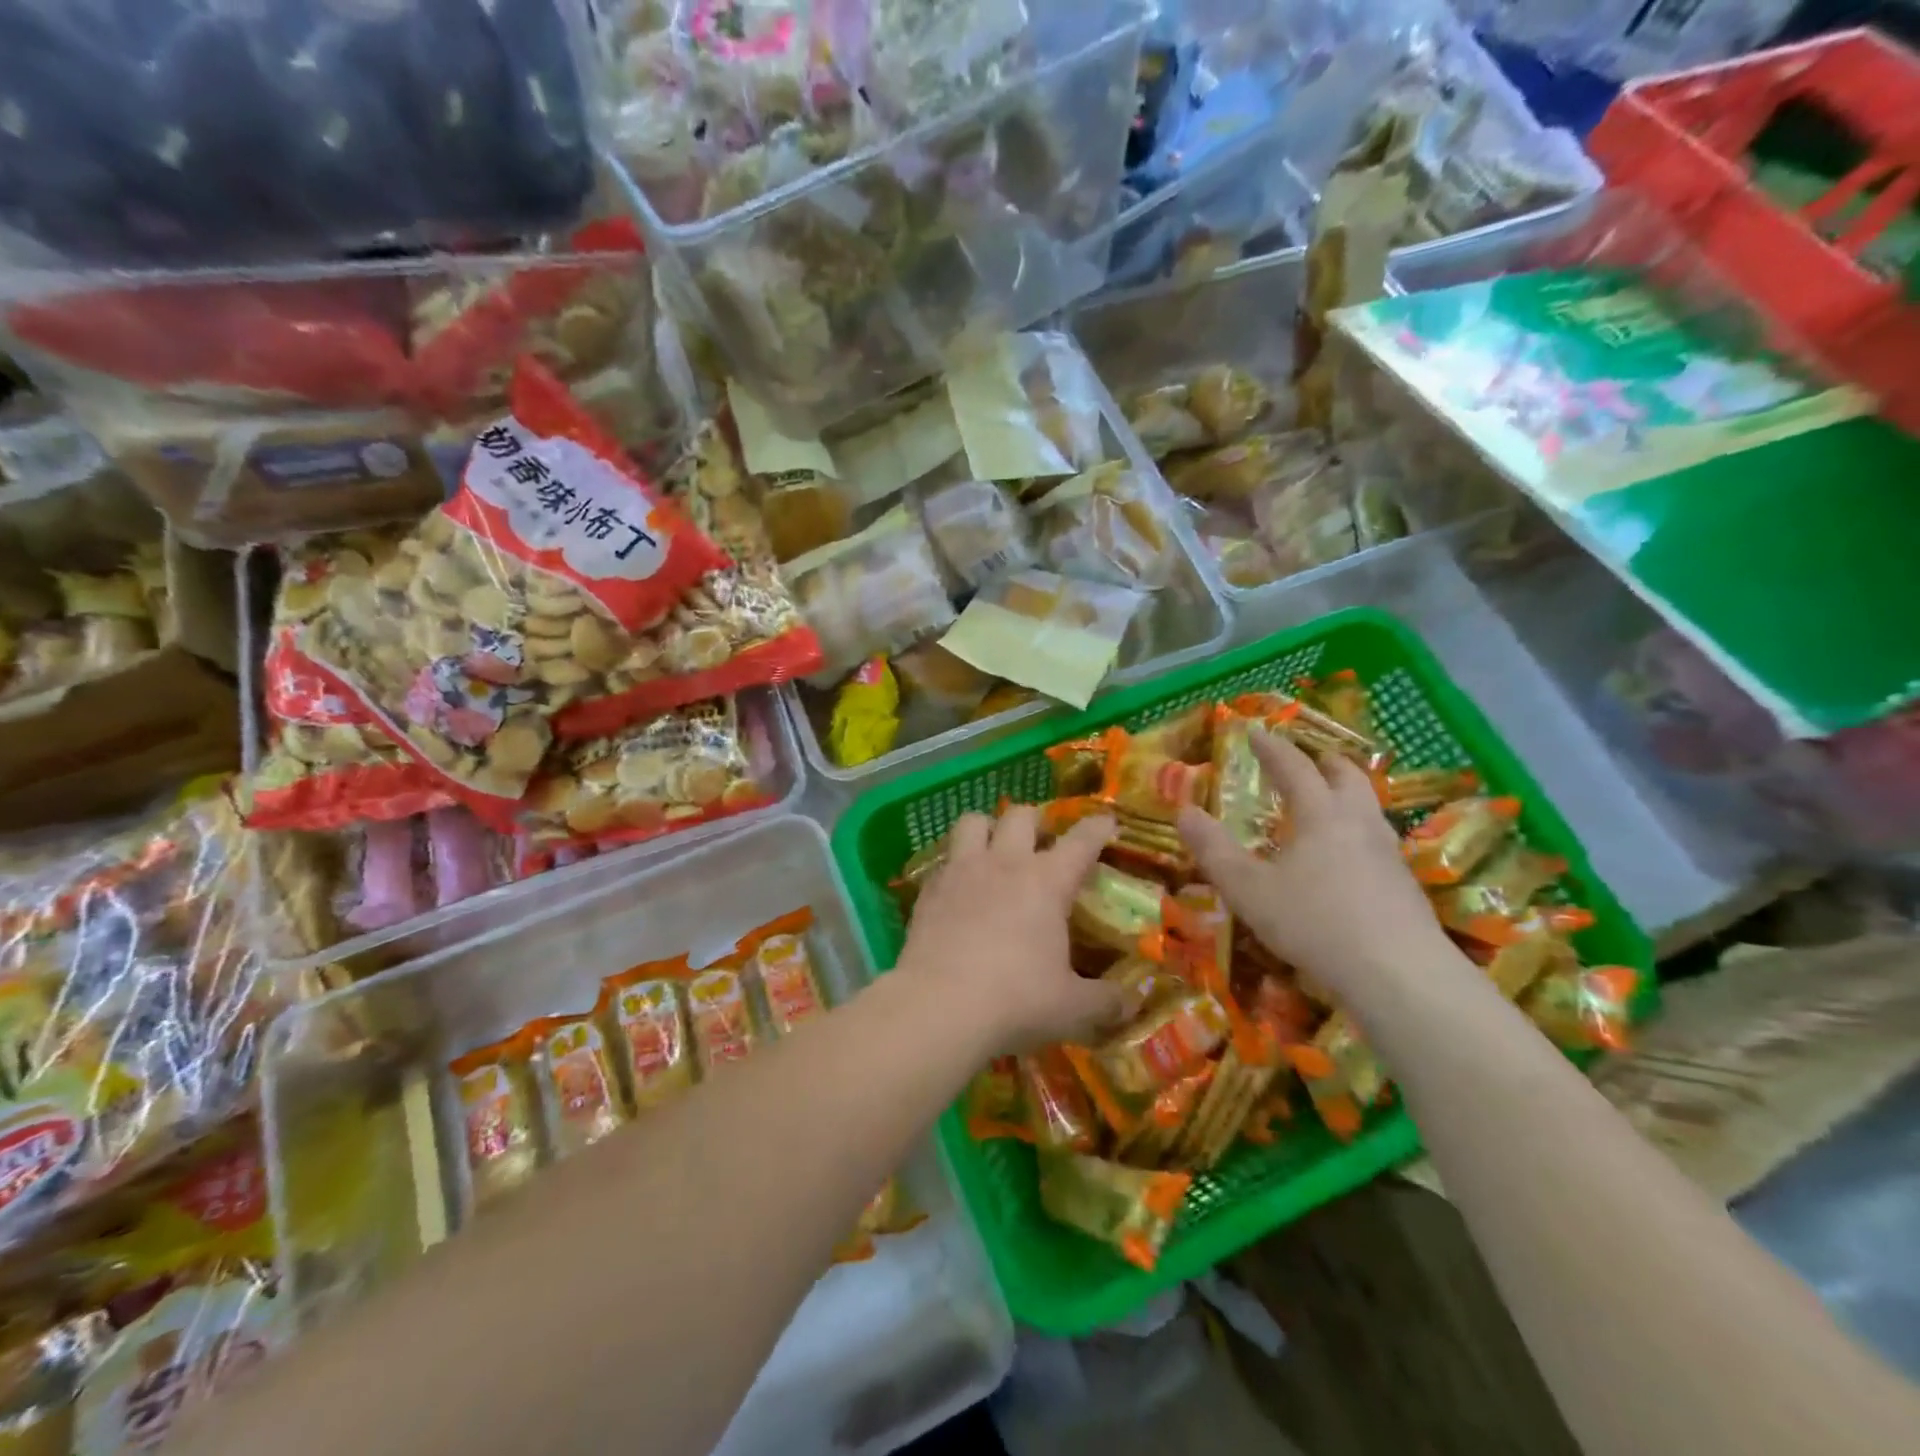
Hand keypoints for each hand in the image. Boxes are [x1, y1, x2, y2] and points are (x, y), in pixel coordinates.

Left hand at [897, 806, 1123, 1054]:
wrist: (938, 1007)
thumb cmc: (1016, 1001)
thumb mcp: (1073, 1009)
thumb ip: (1107, 1001)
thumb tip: (1131, 1001)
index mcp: (1047, 882)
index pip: (1081, 841)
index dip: (1096, 828)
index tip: (1106, 822)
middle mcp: (1004, 864)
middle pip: (1021, 816)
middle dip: (1036, 821)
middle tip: (1042, 842)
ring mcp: (961, 871)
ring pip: (972, 822)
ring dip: (987, 828)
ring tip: (993, 849)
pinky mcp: (928, 890)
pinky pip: (943, 861)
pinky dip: (955, 866)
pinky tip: (959, 890)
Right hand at [1177, 732, 1451, 999]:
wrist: (1400, 976)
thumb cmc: (1315, 923)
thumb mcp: (1249, 889)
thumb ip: (1214, 850)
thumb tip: (1183, 811)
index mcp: (1321, 815)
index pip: (1296, 768)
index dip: (1273, 749)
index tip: (1257, 732)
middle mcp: (1359, 824)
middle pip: (1348, 779)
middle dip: (1326, 764)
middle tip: (1312, 758)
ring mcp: (1389, 855)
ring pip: (1370, 809)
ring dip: (1348, 795)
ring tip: (1331, 804)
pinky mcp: (1404, 887)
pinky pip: (1378, 842)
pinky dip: (1358, 832)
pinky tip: (1349, 859)